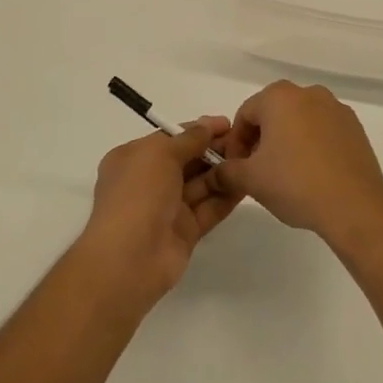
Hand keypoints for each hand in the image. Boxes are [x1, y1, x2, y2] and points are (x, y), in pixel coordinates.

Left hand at [82, 118, 241, 305]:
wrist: (129, 258)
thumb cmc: (138, 194)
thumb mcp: (160, 154)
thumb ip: (188, 139)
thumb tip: (207, 127)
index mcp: (134, 159)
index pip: (170, 138)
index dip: (198, 129)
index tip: (227, 123)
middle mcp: (149, 182)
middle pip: (187, 160)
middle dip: (214, 149)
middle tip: (245, 141)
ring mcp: (167, 208)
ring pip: (200, 184)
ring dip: (223, 171)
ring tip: (252, 158)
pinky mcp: (185, 231)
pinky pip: (209, 208)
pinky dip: (226, 196)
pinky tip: (247, 183)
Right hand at [216, 82, 382, 252]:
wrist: (355, 205)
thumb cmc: (296, 183)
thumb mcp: (251, 180)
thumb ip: (227, 172)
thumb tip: (215, 173)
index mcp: (279, 97)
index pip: (245, 114)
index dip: (235, 143)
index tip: (236, 169)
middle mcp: (308, 93)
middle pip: (273, 114)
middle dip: (261, 140)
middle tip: (258, 172)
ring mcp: (335, 108)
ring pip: (299, 121)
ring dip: (287, 142)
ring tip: (286, 175)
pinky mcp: (355, 127)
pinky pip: (323, 131)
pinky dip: (312, 146)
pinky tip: (312, 174)